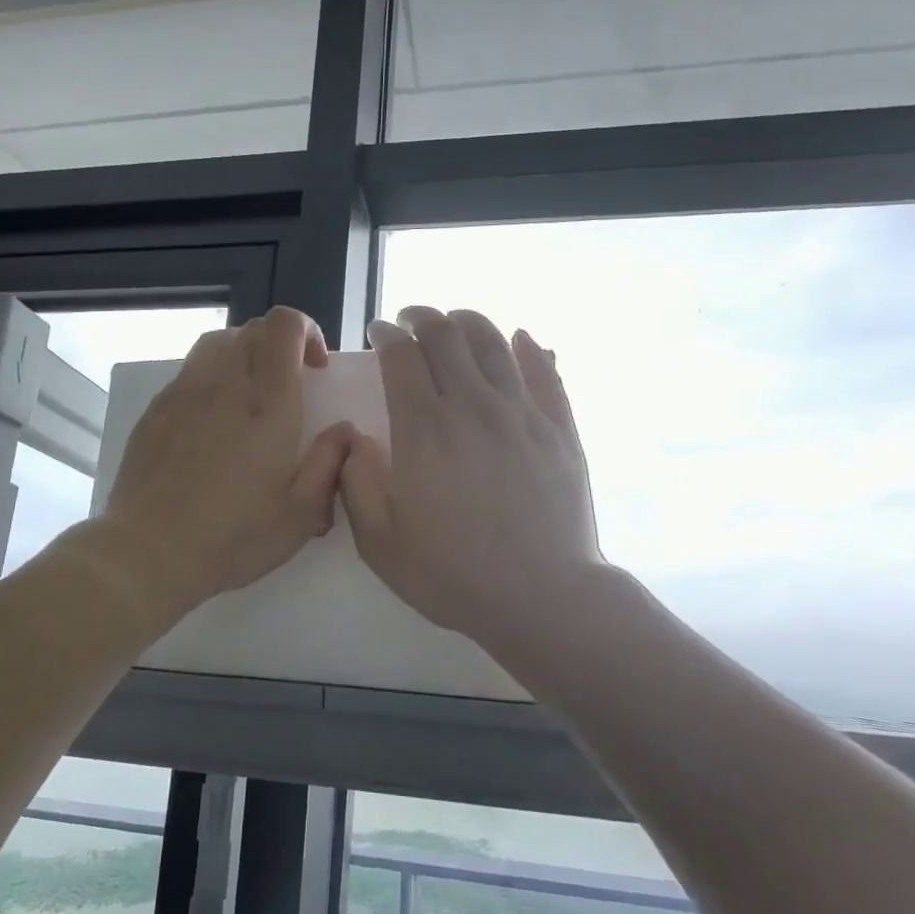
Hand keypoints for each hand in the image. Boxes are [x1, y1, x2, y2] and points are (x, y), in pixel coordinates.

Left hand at [101, 306, 353, 613]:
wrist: (150, 550)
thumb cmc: (233, 537)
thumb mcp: (300, 515)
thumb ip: (329, 464)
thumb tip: (344, 431)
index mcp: (268, 404)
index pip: (283, 326)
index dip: (305, 330)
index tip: (316, 368)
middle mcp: (225, 384)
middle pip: (251, 330)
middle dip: (278, 345)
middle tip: (289, 385)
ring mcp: (184, 393)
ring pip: (217, 344)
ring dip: (243, 356)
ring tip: (250, 396)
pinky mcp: (156, 410)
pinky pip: (189, 373)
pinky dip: (211, 380)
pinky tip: (212, 422)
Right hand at [341, 306, 604, 655]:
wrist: (542, 596)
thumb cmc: (453, 575)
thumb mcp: (379, 543)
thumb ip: (355, 484)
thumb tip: (355, 440)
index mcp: (424, 430)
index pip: (402, 356)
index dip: (387, 335)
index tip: (379, 333)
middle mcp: (472, 406)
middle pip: (447, 335)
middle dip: (423, 317)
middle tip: (411, 320)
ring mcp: (521, 413)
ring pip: (493, 341)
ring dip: (468, 322)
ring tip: (455, 323)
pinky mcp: (559, 427)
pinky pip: (544, 370)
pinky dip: (527, 347)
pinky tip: (519, 340)